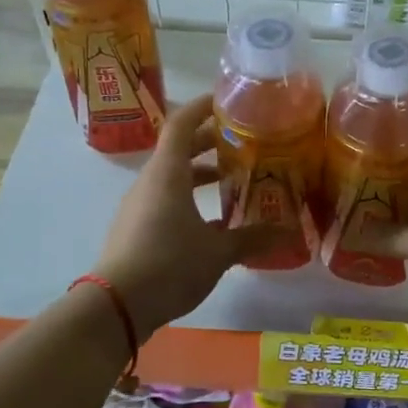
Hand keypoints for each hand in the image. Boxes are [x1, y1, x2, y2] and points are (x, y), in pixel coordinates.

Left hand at [92, 95, 286, 335]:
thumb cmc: (169, 264)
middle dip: (209, 142)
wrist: (117, 306)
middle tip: (243, 142)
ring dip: (200, 174)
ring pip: (172, 177)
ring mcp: (139, 206)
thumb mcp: (218, 252)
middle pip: (178, 149)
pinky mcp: (136, 229)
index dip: (203, 107)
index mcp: (167, 173)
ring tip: (232, 181)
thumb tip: (290, 231)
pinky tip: (214, 222)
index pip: (182, 123)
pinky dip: (189, 199)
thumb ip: (253, 237)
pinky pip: (165, 200)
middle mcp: (150, 182)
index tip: (227, 101)